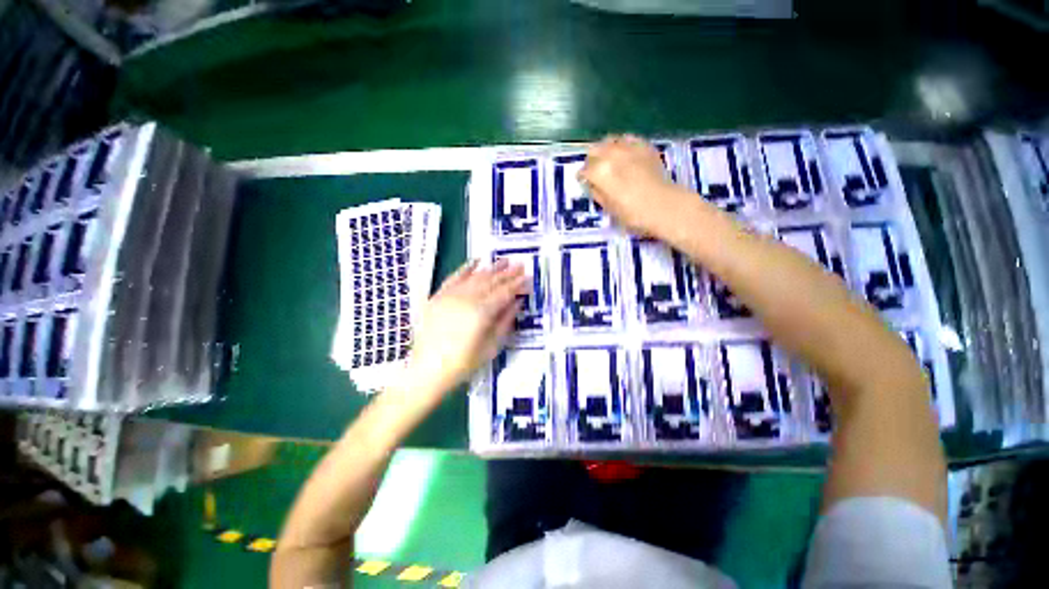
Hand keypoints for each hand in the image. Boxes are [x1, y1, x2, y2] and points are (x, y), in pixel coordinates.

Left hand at [400, 258, 527, 404]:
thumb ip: (506, 321)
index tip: (529, 277)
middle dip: (508, 273)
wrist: (427, 370)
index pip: (505, 292)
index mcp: (482, 312)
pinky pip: (454, 277)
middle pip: (492, 281)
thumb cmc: (463, 363)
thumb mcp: (492, 346)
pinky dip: (466, 268)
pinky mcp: (439, 296)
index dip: (518, 284)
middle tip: (521, 265)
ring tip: (504, 260)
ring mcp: (451, 295)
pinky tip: (476, 261)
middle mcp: (467, 298)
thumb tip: (517, 302)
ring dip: (492, 268)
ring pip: (476, 277)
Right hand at [580, 135, 687, 236]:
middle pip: (594, 150)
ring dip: (606, 150)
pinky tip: (626, 155)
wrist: (664, 206)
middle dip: (592, 161)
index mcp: (599, 172)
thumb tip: (592, 184)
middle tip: (595, 171)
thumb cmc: (632, 214)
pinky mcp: (644, 146)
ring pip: (609, 141)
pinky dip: (623, 145)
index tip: (585, 183)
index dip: (583, 178)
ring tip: (609, 161)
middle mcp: (611, 155)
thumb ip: (597, 192)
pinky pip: (628, 139)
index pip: (584, 171)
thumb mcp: (608, 208)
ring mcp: (629, 147)